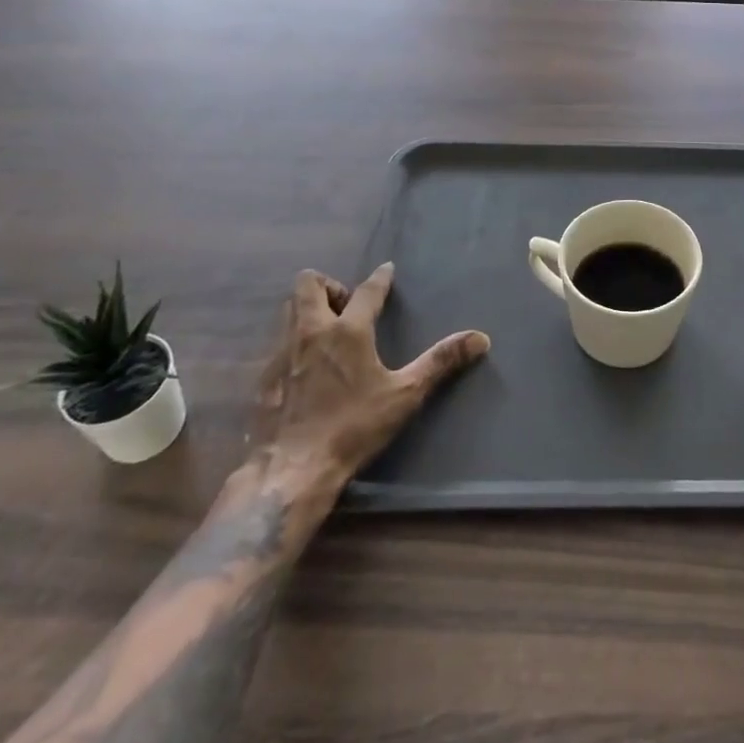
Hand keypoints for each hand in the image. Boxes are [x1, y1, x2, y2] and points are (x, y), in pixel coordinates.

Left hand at [249, 265, 488, 486]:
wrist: (290, 472)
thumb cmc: (352, 428)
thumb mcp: (405, 395)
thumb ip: (441, 362)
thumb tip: (481, 338)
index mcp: (347, 331)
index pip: (367, 290)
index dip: (380, 278)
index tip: (386, 270)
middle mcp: (311, 332)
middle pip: (308, 283)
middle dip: (329, 285)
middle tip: (347, 306)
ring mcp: (281, 353)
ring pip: (288, 309)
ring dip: (308, 309)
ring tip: (328, 332)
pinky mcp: (262, 378)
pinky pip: (277, 342)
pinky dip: (294, 342)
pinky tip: (306, 368)